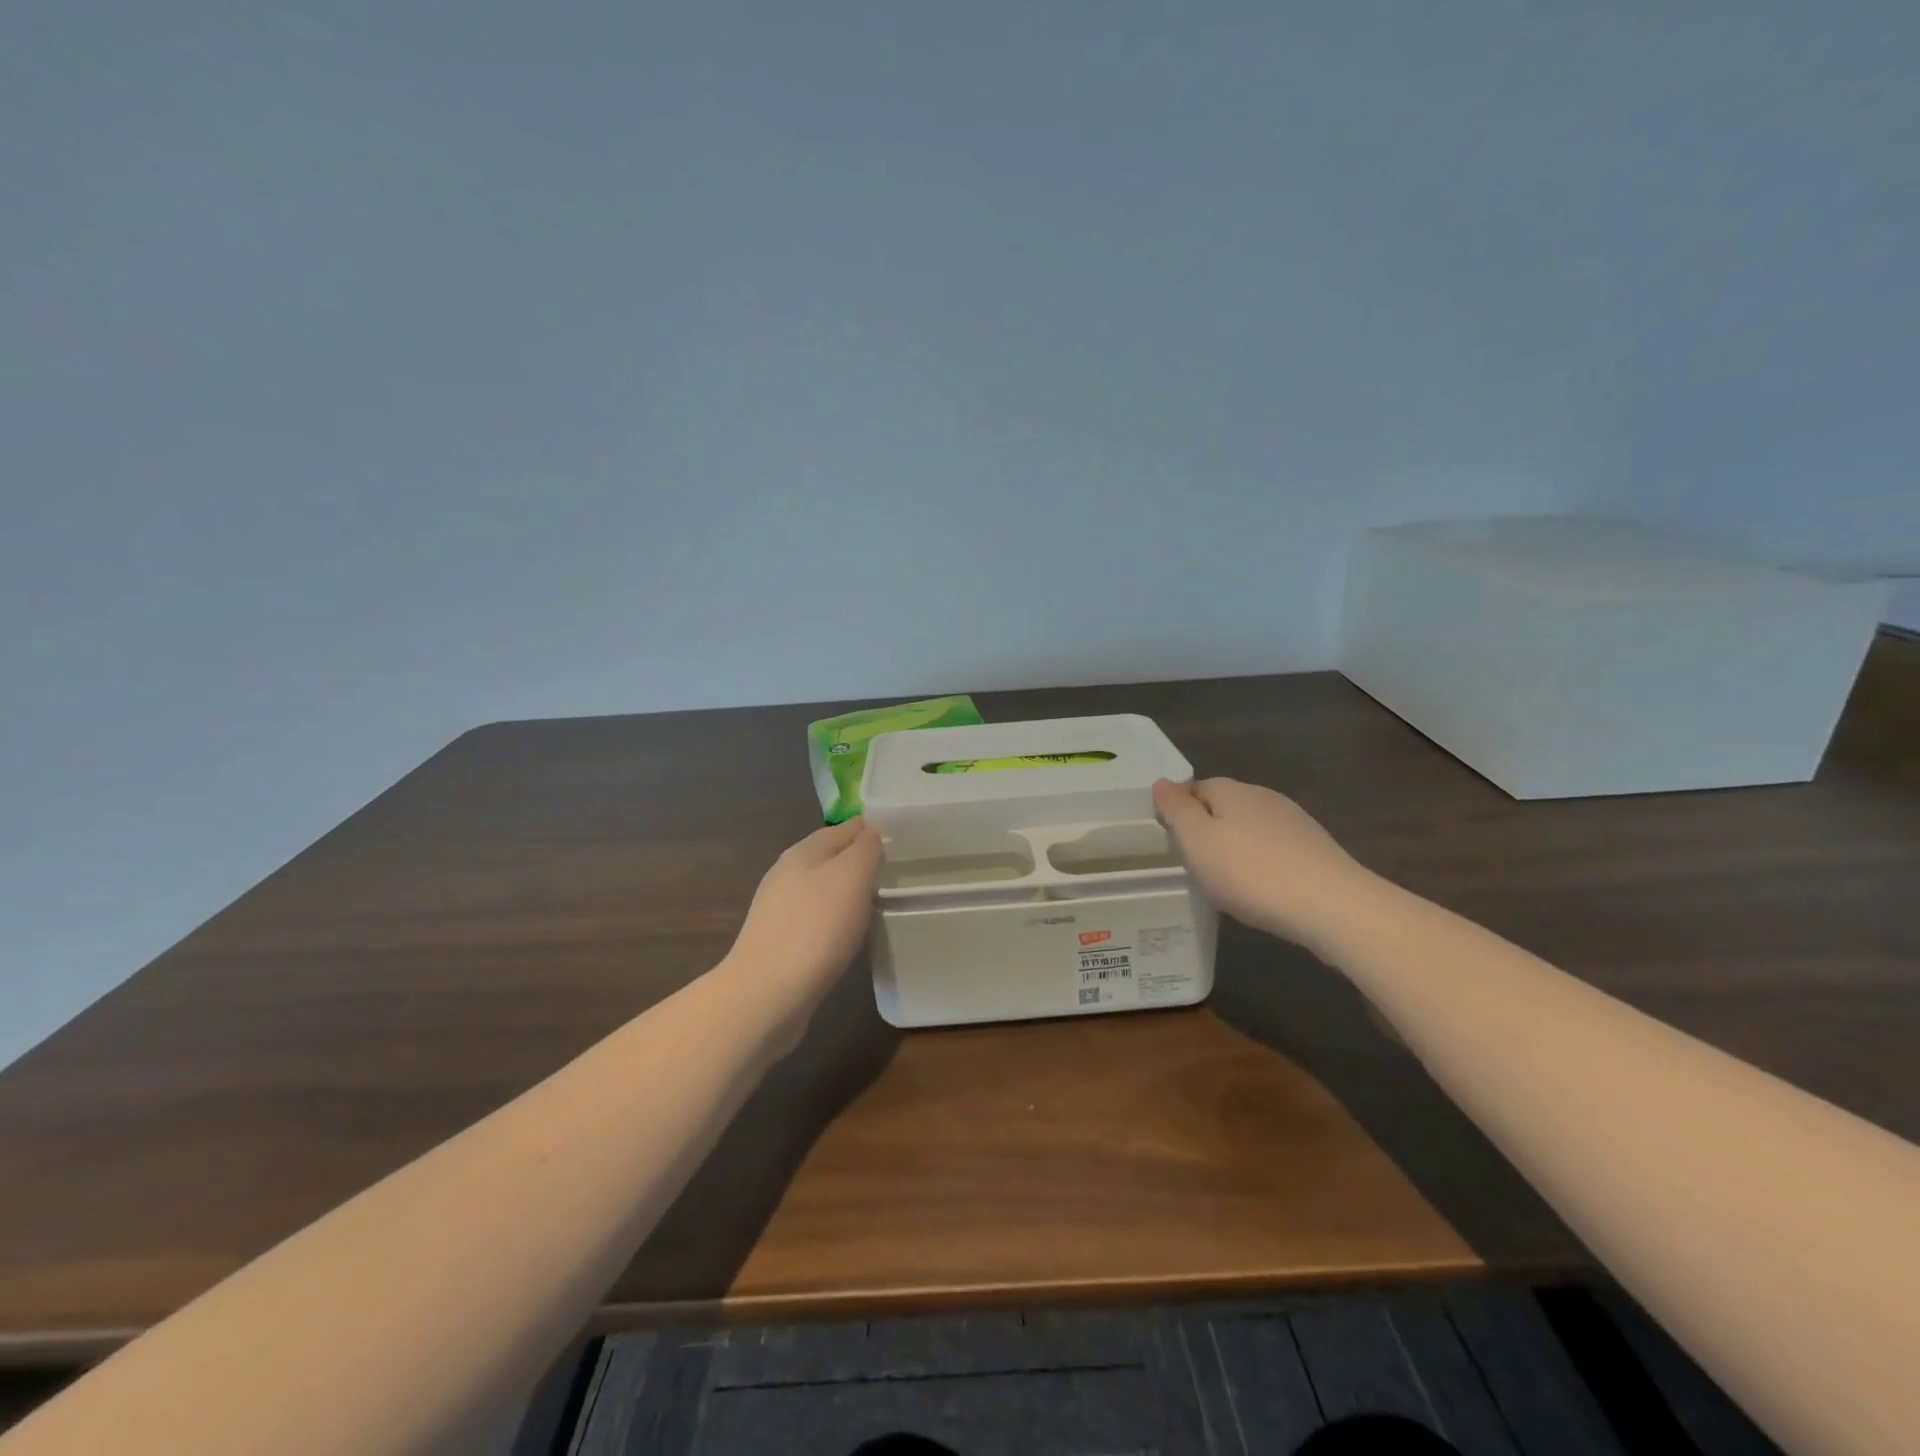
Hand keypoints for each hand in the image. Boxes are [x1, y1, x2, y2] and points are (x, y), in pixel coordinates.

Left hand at [724, 817, 882, 1006]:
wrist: (767, 994)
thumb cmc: (816, 927)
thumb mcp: (851, 876)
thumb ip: (864, 849)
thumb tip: (870, 831)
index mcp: (802, 852)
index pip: (843, 829)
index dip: (869, 829)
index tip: (900, 836)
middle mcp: (786, 875)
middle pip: (829, 858)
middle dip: (858, 861)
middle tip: (894, 870)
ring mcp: (779, 911)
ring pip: (821, 890)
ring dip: (846, 892)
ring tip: (877, 901)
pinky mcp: (780, 944)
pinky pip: (816, 920)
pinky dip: (835, 920)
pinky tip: (849, 933)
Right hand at [1152, 778, 1373, 946]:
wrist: (1331, 906)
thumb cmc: (1250, 872)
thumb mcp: (1197, 842)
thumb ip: (1176, 810)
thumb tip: (1162, 782)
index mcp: (1231, 791)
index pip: (1194, 789)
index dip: (1179, 813)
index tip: (1173, 844)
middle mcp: (1263, 797)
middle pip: (1223, 807)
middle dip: (1208, 831)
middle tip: (1196, 866)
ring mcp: (1293, 822)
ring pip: (1250, 829)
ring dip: (1236, 849)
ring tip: (1227, 883)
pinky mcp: (1315, 849)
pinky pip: (1274, 850)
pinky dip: (1262, 865)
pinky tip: (1261, 890)